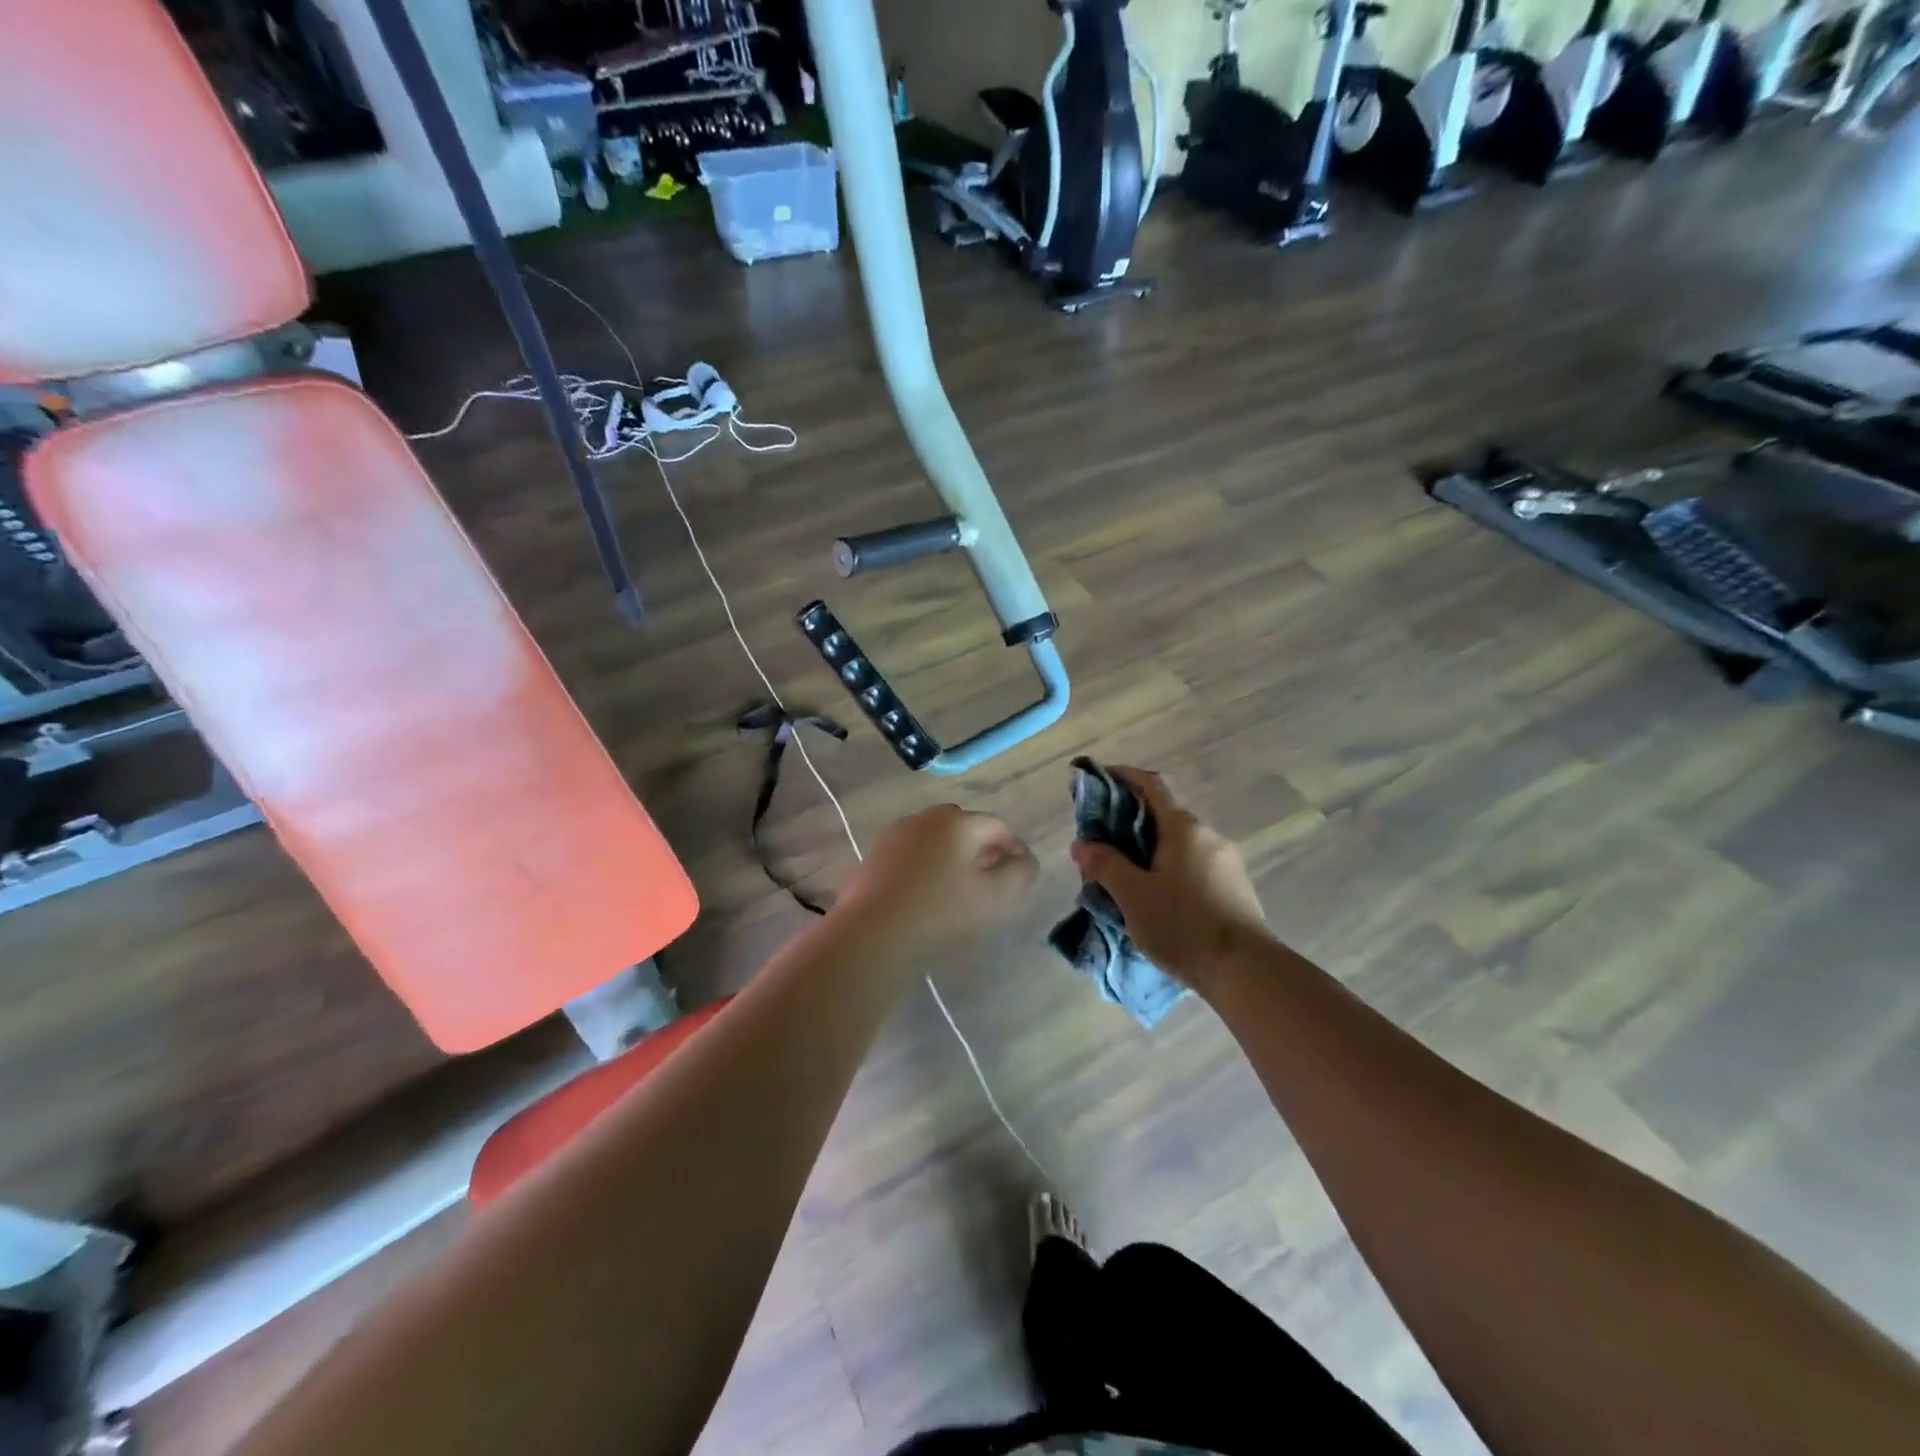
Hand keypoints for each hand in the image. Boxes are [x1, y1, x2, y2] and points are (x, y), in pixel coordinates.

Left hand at [835, 804, 1038, 952]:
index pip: (997, 826)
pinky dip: (928, 865)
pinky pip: (914, 853)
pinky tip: (928, 893)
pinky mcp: (876, 854)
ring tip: (961, 888)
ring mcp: (897, 833)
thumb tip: (1025, 860)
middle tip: (992, 880)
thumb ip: (1020, 873)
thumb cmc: (941, 910)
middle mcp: (926, 817)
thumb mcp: (995, 895)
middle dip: (983, 849)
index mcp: (958, 821)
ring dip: (954, 857)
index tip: (1021, 874)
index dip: (1014, 848)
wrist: (873, 931)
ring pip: (937, 839)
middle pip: (965, 828)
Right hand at [1069, 767, 1267, 992]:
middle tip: (1100, 844)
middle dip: (1129, 824)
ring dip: (1149, 852)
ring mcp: (1226, 862)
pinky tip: (1155, 899)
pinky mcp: (1233, 888)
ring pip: (1177, 845)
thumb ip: (1105, 864)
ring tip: (1123, 878)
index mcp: (1183, 827)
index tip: (1099, 778)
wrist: (1245, 971)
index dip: (1123, 776)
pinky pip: (1192, 867)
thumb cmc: (1183, 924)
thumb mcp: (1133, 895)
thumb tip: (1081, 843)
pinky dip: (1168, 870)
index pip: (1151, 785)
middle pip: (1162, 817)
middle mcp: (1208, 836)